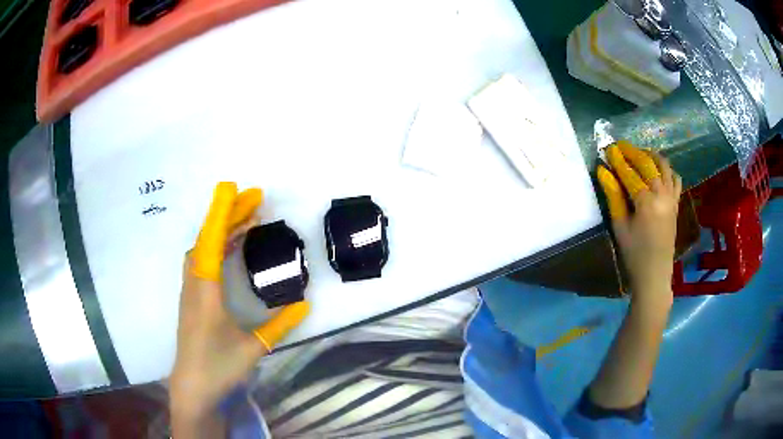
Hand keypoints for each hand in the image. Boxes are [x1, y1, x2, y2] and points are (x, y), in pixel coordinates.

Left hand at [170, 182, 308, 430]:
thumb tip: (305, 303)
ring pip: (204, 249)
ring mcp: (191, 291)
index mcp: (205, 290)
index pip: (210, 241)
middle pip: (207, 238)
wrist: (193, 388)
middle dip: (229, 215)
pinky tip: (232, 248)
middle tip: (256, 199)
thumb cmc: (218, 367)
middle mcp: (194, 284)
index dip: (222, 213)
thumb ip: (280, 325)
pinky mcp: (193, 299)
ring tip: (249, 220)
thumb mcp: (253, 348)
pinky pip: (203, 262)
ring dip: (223, 230)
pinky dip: (218, 247)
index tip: (234, 188)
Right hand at [597, 141, 681, 306]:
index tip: (608, 148)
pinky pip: (675, 178)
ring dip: (650, 155)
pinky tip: (657, 169)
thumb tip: (603, 171)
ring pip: (664, 166)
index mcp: (647, 202)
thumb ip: (613, 196)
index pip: (630, 173)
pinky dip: (666, 169)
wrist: (655, 274)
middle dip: (633, 152)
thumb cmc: (634, 253)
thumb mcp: (619, 226)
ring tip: (639, 153)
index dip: (618, 160)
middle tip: (620, 146)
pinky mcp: (676, 203)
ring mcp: (672, 198)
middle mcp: (662, 195)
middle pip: (648, 164)